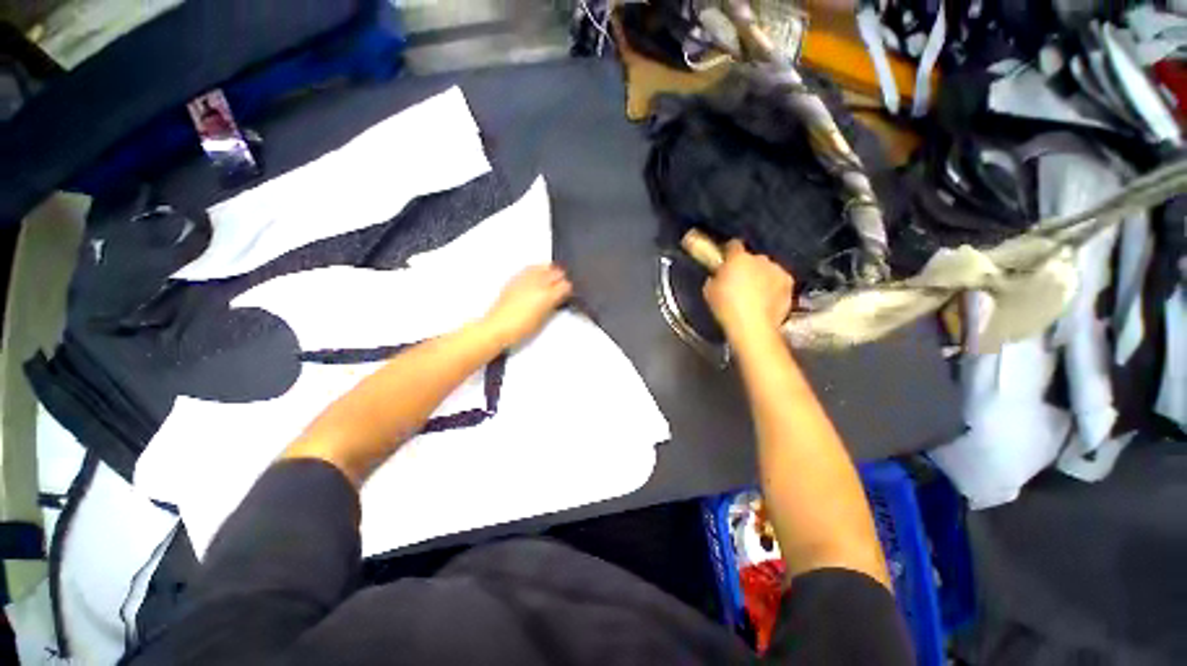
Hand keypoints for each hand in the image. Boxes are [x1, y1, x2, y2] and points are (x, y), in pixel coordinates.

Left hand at [482, 265, 572, 347]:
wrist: (498, 326)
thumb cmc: (521, 328)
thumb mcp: (543, 319)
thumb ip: (552, 305)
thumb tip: (559, 297)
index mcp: (547, 296)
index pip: (565, 285)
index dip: (569, 288)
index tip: (569, 291)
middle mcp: (538, 284)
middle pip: (555, 273)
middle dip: (561, 276)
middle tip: (563, 282)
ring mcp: (526, 279)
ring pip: (543, 267)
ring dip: (550, 269)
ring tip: (553, 273)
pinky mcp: (515, 279)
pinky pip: (530, 268)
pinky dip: (537, 269)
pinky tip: (538, 272)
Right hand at [703, 240, 793, 342]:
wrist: (753, 326)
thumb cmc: (726, 308)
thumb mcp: (709, 291)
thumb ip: (715, 278)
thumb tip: (719, 276)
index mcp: (738, 258)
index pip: (733, 245)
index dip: (728, 252)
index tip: (725, 261)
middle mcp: (760, 259)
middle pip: (752, 258)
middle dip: (746, 267)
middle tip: (739, 283)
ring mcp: (777, 270)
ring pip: (767, 269)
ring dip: (761, 276)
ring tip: (755, 294)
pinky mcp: (789, 284)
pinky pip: (778, 281)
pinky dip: (773, 288)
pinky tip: (766, 301)